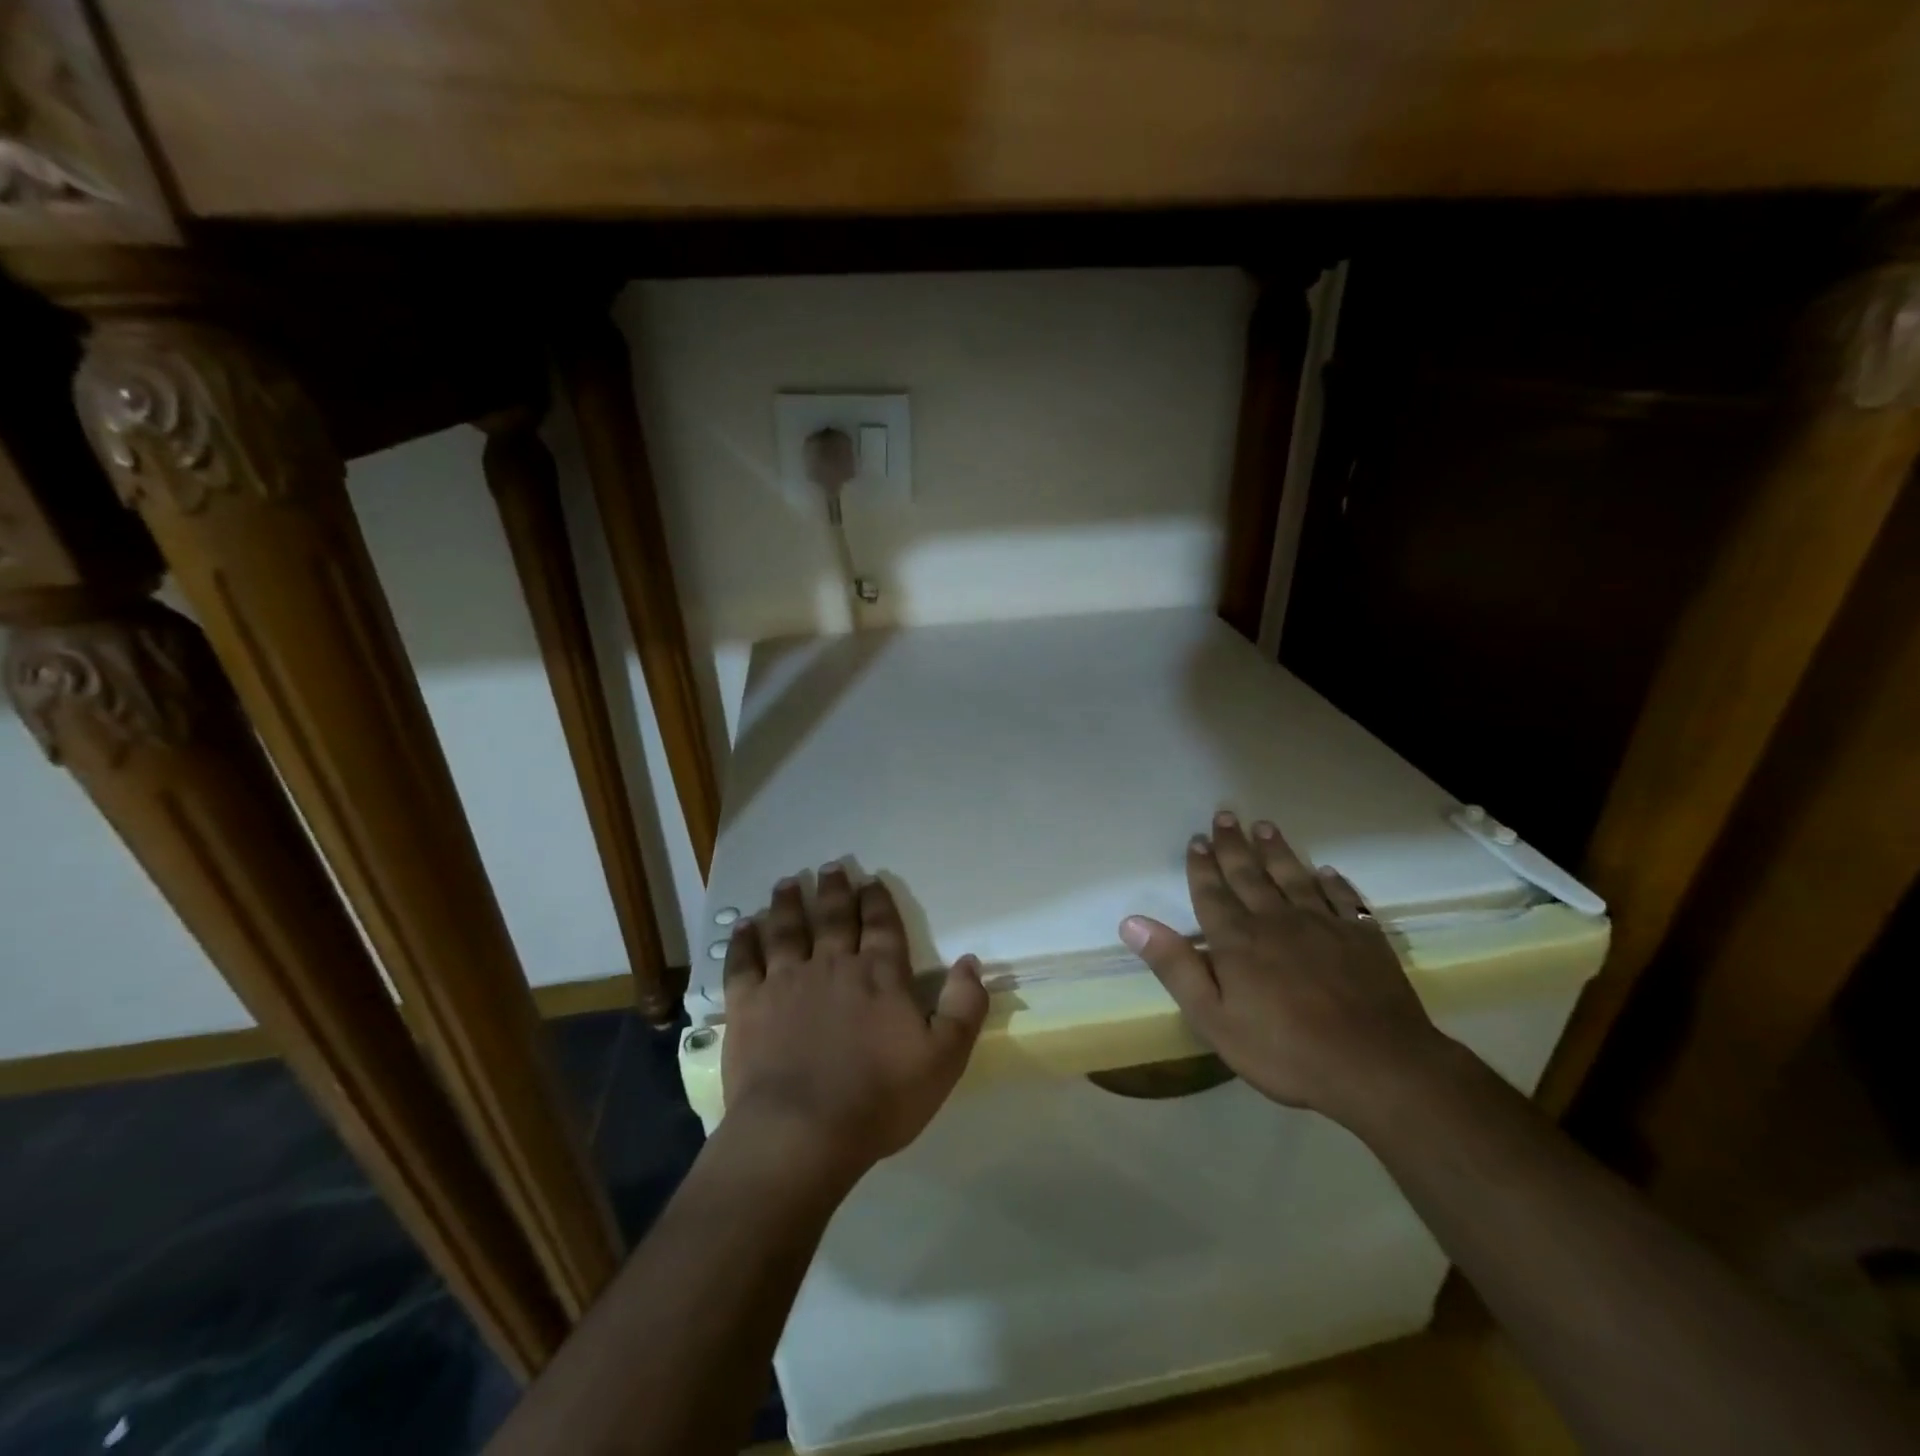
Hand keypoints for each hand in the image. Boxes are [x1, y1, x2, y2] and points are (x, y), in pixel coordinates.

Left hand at [720, 868, 987, 1184]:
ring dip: (788, 904)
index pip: (881, 925)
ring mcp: (785, 981)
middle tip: (830, 867)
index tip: (870, 880)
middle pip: (833, 917)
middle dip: (833, 890)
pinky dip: (743, 941)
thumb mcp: (944, 1059)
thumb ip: (964, 1006)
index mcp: (878, 975)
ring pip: (787, 929)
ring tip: (787, 883)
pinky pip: (743, 963)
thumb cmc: (879, 1099)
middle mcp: (832, 965)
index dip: (877, 900)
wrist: (802, 1133)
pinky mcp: (747, 1005)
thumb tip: (971, 961)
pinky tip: (744, 926)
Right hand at [1119, 812, 1445, 1123]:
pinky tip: (1327, 872)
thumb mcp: (1213, 1018)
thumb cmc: (1284, 1050)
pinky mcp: (1362, 938)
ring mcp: (1324, 925)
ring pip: (1294, 877)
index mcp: (1237, 940)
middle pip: (1250, 874)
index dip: (1201, 866)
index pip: (1212, 893)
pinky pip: (1344, 899)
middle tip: (1225, 815)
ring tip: (1266, 826)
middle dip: (1233, 845)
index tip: (1196, 839)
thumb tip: (1132, 921)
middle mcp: (1276, 920)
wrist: (1376, 1066)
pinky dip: (1334, 882)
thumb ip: (1175, 966)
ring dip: (1277, 851)